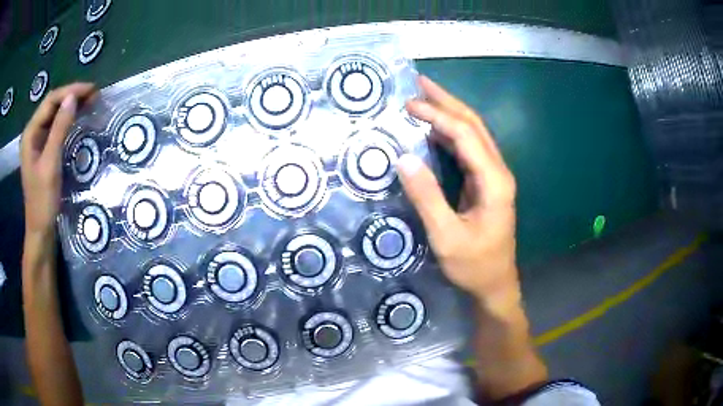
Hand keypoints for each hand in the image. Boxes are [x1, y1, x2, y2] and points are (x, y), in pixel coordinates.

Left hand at [20, 83, 96, 234]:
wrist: (40, 230)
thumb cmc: (43, 200)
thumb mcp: (50, 164)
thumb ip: (59, 129)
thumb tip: (73, 98)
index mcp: (30, 133)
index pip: (51, 101)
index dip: (70, 91)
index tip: (91, 90)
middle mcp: (32, 132)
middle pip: (52, 105)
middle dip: (72, 96)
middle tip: (93, 95)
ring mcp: (36, 142)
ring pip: (54, 114)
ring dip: (70, 106)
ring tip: (89, 103)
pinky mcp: (42, 150)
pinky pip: (55, 127)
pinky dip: (67, 119)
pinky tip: (77, 118)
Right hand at [397, 76, 519, 312]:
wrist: (495, 285)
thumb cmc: (474, 265)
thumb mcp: (446, 236)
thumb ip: (427, 197)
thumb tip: (403, 158)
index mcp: (494, 180)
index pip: (465, 134)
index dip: (437, 115)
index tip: (409, 105)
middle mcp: (498, 171)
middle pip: (474, 125)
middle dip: (447, 101)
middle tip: (419, 83)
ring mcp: (493, 176)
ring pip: (473, 134)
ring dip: (449, 113)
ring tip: (423, 98)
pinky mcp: (486, 183)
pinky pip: (468, 150)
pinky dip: (449, 134)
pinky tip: (432, 129)